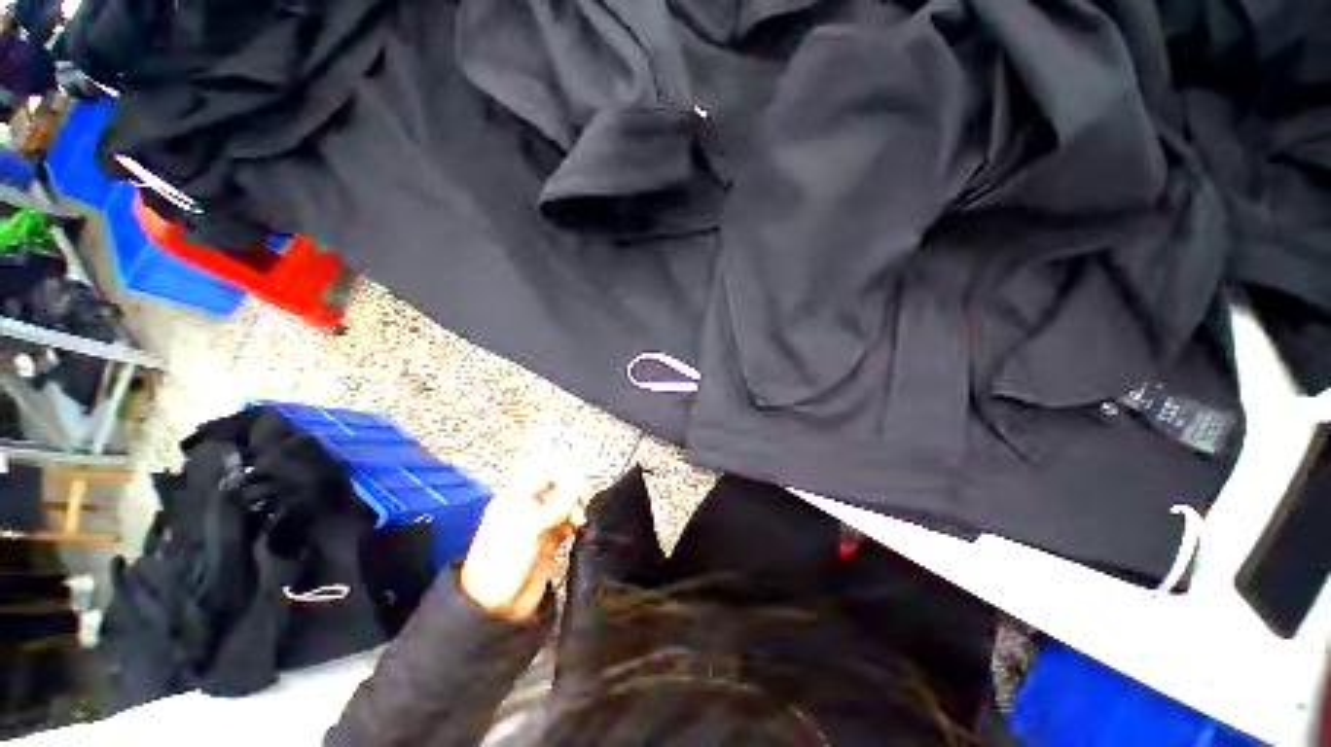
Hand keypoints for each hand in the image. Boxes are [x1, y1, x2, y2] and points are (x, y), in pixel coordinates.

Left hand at [460, 473, 588, 620]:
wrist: (497, 607)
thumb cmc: (501, 563)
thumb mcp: (528, 527)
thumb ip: (556, 504)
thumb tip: (576, 485)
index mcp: (515, 498)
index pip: (542, 472)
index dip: (561, 473)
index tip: (577, 482)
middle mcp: (527, 507)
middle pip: (556, 486)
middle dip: (571, 491)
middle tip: (578, 503)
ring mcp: (538, 524)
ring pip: (564, 504)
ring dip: (575, 508)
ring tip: (578, 521)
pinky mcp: (549, 540)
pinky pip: (567, 522)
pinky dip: (575, 522)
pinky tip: (578, 528)